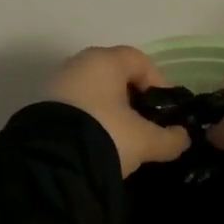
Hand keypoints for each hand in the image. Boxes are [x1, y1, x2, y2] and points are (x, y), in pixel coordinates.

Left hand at [47, 46, 191, 177]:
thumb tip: (182, 138)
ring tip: (121, 140)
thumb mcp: (144, 141)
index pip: (140, 61)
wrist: (50, 162)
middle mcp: (78, 64)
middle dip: (132, 99)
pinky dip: (88, 121)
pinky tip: (95, 144)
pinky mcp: (40, 108)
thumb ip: (169, 138)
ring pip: (92, 93)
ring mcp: (55, 84)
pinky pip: (74, 108)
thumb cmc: (106, 135)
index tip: (166, 111)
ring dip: (109, 111)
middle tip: (144, 126)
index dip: (159, 83)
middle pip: (114, 76)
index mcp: (105, 61)